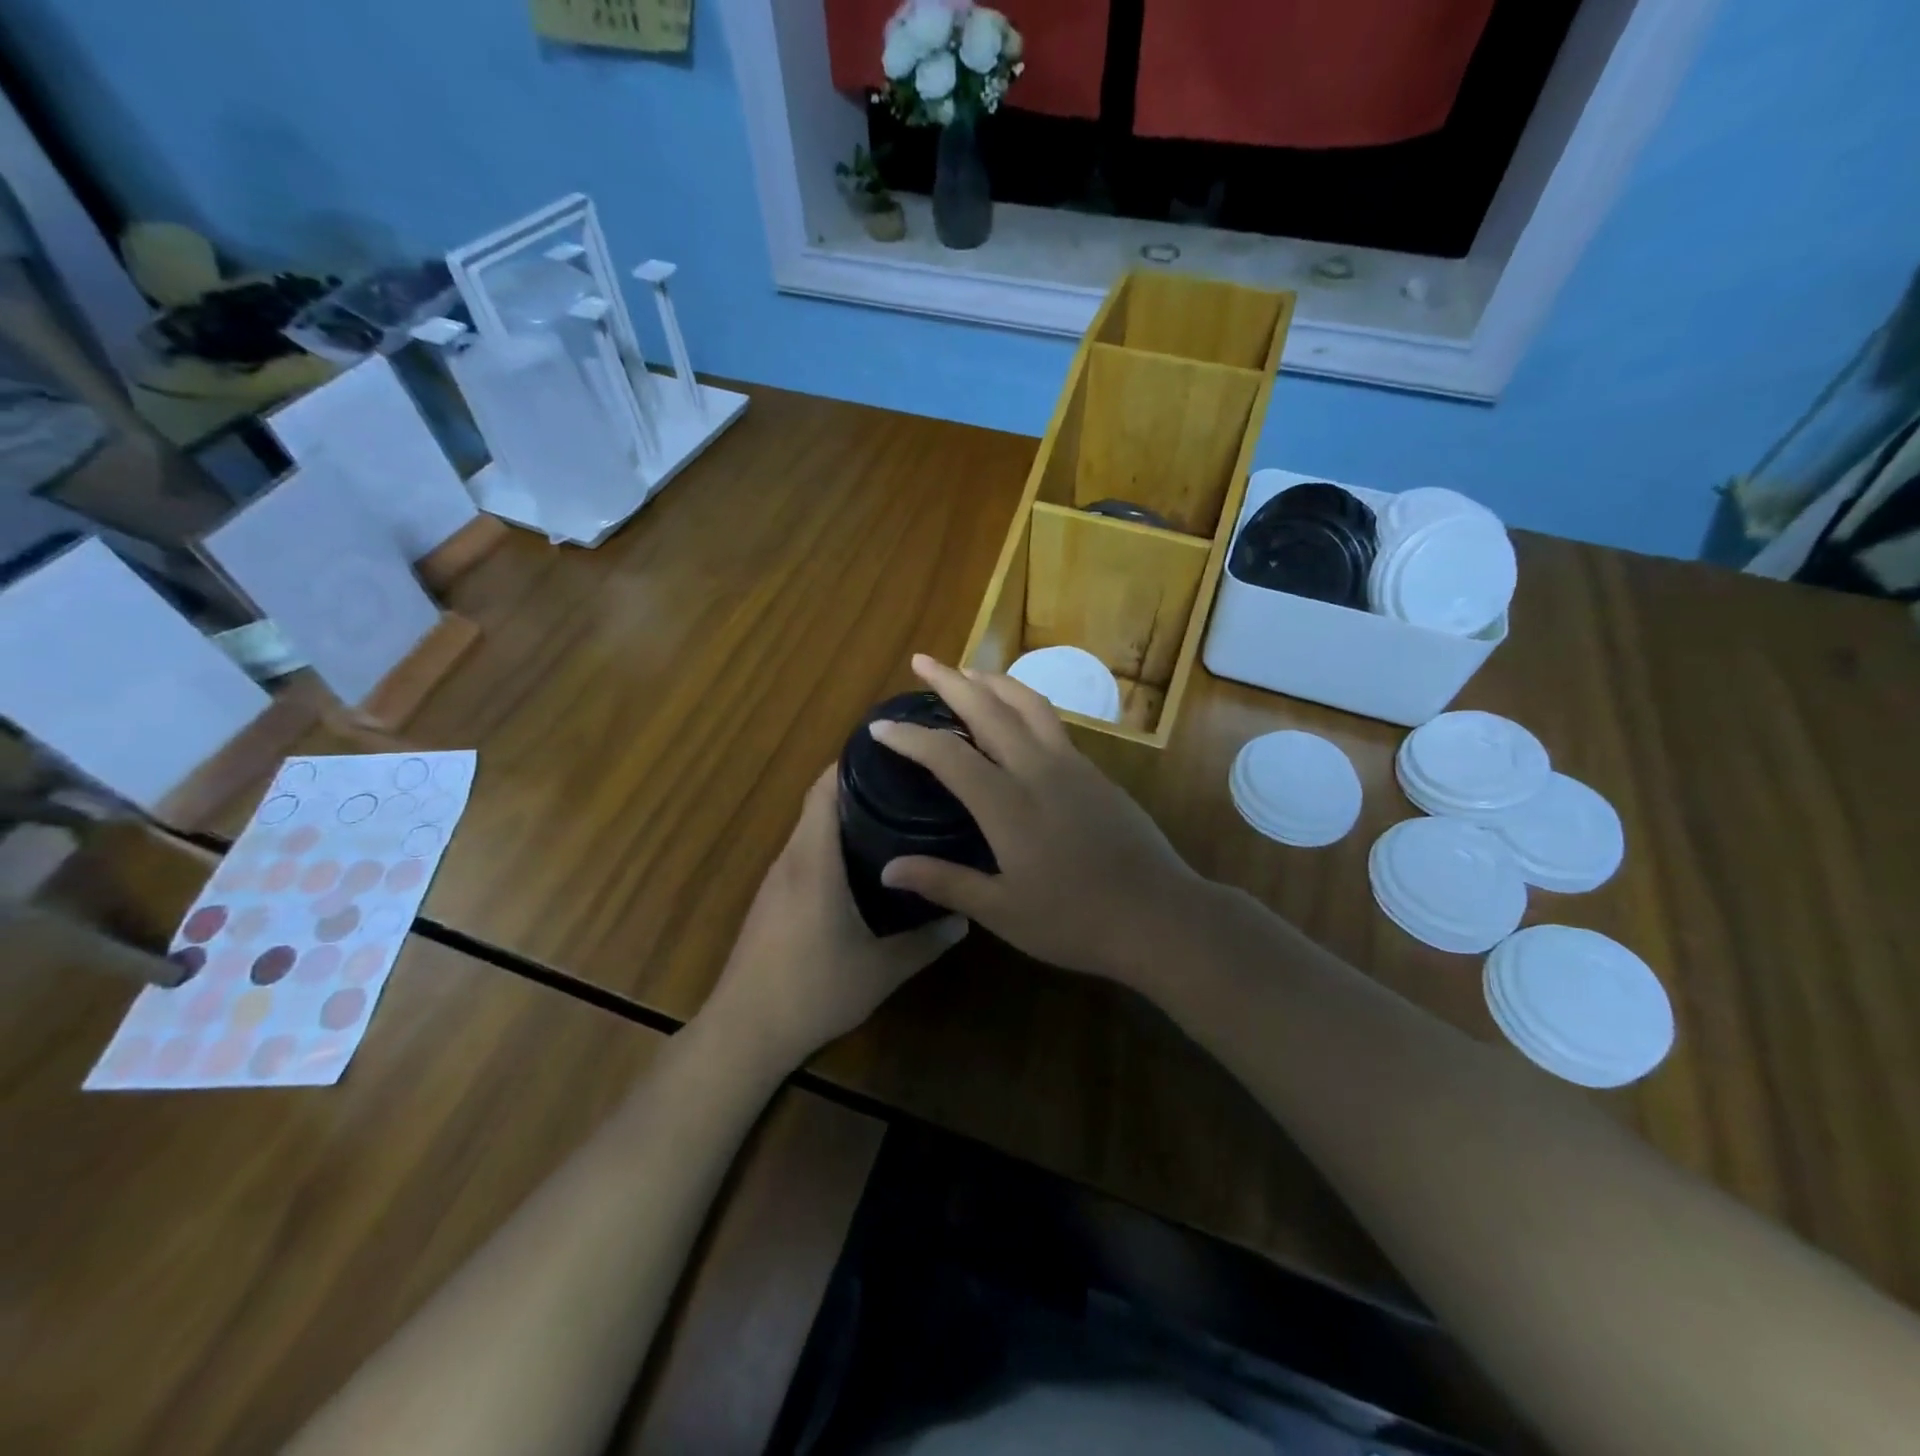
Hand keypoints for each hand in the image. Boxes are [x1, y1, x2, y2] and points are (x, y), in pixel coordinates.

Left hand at [703, 765, 966, 1071]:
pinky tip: (863, 862)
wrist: (745, 1030)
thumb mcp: (880, 970)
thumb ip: (925, 942)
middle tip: (909, 783)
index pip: (825, 790)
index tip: (894, 752)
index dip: (854, 762)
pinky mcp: (772, 898)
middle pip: (819, 801)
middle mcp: (791, 859)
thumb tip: (965, 917)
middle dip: (859, 784)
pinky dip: (831, 841)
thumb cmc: (812, 991)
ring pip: (811, 827)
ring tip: (894, 814)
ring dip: (844, 814)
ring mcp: (776, 878)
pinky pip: (805, 851)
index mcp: (814, 862)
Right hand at [870, 655, 1212, 984]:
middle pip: (989, 709)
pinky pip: (1051, 721)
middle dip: (951, 681)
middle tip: (922, 660)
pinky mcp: (1096, 772)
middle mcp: (1038, 770)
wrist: (1159, 914)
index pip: (948, 755)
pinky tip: (1016, 714)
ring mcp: (1072, 765)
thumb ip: (945, 883)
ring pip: (1028, 704)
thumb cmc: (1076, 921)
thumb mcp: (1003, 911)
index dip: (910, 737)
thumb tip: (888, 870)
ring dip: (993, 681)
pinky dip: (1023, 703)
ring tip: (968, 671)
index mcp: (1008, 804)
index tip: (880, 725)